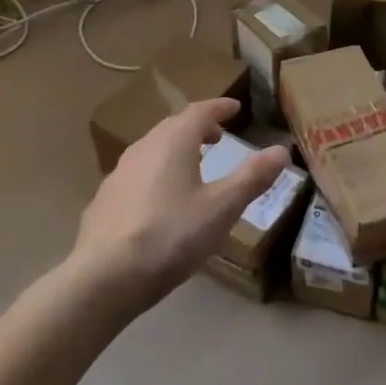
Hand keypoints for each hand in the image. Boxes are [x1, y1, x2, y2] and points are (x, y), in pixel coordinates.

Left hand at [70, 98, 287, 311]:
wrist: (104, 277)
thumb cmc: (171, 236)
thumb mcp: (222, 208)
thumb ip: (252, 177)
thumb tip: (281, 149)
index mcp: (173, 142)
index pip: (199, 111)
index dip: (219, 107)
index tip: (235, 108)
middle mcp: (143, 148)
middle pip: (172, 127)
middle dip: (197, 126)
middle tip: (217, 136)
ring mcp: (118, 174)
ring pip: (151, 149)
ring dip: (174, 149)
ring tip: (191, 166)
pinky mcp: (104, 201)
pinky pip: (135, 175)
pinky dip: (155, 174)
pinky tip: (158, 200)